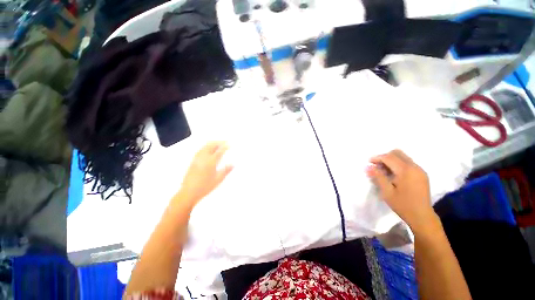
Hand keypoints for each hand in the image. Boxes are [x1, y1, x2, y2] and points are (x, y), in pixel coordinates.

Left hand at [178, 141, 232, 205]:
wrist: (189, 192)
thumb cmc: (205, 187)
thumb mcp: (218, 179)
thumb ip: (226, 170)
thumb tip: (233, 164)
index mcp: (211, 162)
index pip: (219, 151)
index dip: (225, 146)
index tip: (230, 144)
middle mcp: (203, 158)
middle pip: (211, 145)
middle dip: (219, 142)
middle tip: (225, 142)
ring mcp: (197, 158)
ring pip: (205, 146)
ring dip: (212, 143)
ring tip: (218, 144)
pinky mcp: (193, 161)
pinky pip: (200, 149)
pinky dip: (206, 146)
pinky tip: (209, 149)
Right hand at [366, 150, 436, 232]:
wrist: (422, 216)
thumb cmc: (403, 205)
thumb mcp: (387, 191)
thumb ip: (378, 177)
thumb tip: (368, 167)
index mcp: (405, 171)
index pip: (389, 157)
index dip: (377, 158)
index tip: (369, 162)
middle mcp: (414, 167)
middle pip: (397, 153)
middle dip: (385, 157)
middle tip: (377, 166)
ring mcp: (420, 170)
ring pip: (403, 157)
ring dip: (391, 160)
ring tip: (384, 171)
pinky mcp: (422, 174)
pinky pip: (408, 163)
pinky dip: (398, 164)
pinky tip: (394, 174)